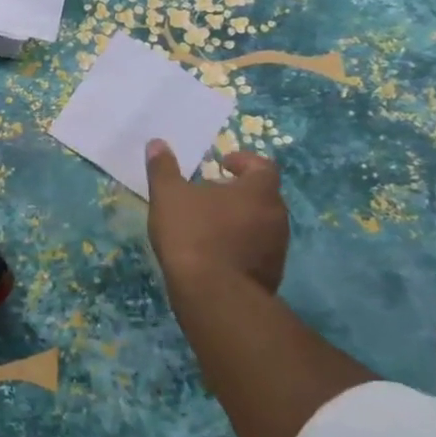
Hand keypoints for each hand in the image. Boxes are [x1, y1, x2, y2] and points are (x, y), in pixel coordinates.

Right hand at [144, 140, 289, 295]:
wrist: (213, 294)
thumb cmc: (192, 234)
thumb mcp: (168, 195)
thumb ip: (163, 168)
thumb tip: (157, 142)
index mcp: (259, 191)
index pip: (263, 166)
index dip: (244, 161)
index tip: (221, 164)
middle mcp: (277, 216)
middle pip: (264, 195)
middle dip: (240, 191)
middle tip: (212, 192)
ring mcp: (278, 248)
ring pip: (262, 224)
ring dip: (241, 219)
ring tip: (211, 223)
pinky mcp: (272, 274)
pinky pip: (258, 250)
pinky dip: (241, 245)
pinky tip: (215, 252)